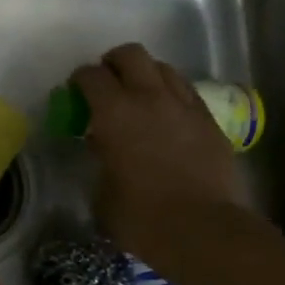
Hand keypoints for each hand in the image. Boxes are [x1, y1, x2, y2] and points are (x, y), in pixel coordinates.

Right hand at [70, 43, 252, 271]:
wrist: (203, 230)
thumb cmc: (141, 217)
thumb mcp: (102, 191)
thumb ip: (100, 159)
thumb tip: (104, 150)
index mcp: (114, 112)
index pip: (91, 76)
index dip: (79, 80)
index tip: (75, 93)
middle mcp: (149, 97)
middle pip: (130, 54)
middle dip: (113, 63)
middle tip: (107, 84)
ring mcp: (184, 106)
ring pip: (163, 67)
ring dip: (146, 75)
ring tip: (139, 96)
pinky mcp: (209, 121)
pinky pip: (186, 91)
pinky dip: (171, 94)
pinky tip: (167, 115)